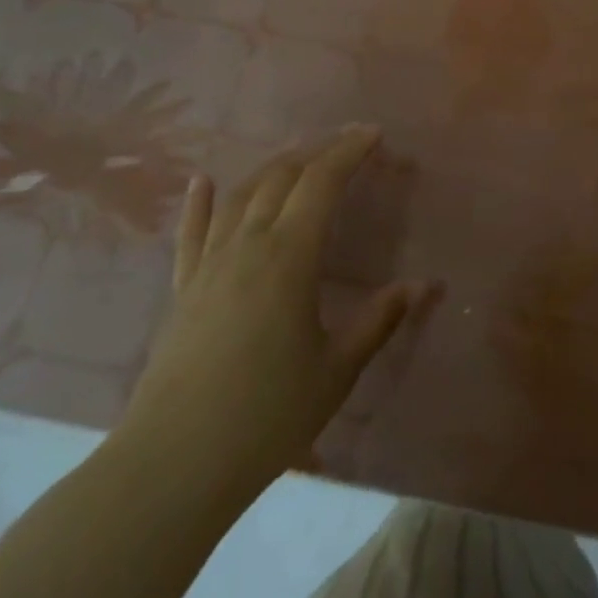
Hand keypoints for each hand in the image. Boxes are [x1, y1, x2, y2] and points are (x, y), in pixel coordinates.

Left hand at [119, 127, 434, 503]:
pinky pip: (191, 232)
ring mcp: (208, 265)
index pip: (321, 183)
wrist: (173, 464)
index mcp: (289, 257)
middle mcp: (246, 246)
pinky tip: (204, 181)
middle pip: (281, 178)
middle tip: (346, 141)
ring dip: (273, 167)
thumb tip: (424, 285)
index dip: (348, 151)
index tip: (373, 133)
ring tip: (299, 155)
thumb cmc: (268, 415)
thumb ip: (380, 320)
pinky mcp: (182, 289)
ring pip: (240, 196)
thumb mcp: (338, 368)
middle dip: (317, 151)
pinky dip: (200, 201)